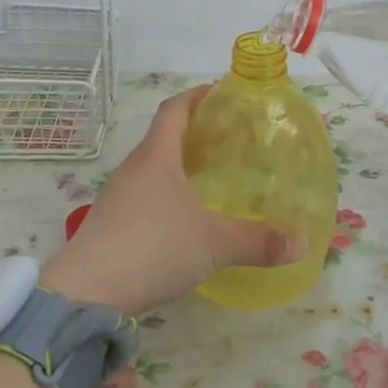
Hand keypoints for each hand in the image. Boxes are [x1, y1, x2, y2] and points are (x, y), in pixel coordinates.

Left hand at [40, 87, 306, 315]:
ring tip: (212, 176)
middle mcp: (133, 169)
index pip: (174, 109)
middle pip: (163, 137)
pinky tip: (185, 217)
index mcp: (156, 157)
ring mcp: (117, 197)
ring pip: (153, 168)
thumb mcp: (213, 244)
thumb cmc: (152, 248)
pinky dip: (167, 193)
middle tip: (229, 139)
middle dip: (194, 132)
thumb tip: (301, 243)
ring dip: (179, 165)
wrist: (86, 294)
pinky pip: (144, 195)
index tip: (220, 92)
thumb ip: (258, 242)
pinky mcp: (110, 224)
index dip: (197, 96)